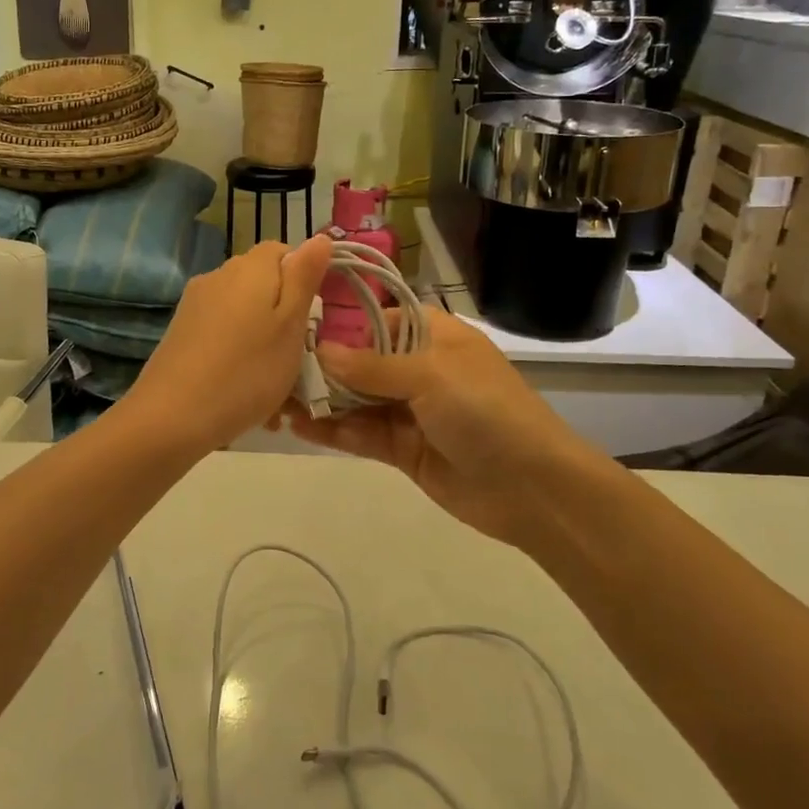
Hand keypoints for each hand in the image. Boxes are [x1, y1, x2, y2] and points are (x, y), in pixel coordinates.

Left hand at [123, 236, 332, 455]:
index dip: (303, 280)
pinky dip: (236, 351)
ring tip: (271, 383)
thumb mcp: (290, 325)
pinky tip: (241, 387)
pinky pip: (221, 331)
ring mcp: (195, 303)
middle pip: (262, 281)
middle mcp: (219, 275)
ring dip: (261, 337)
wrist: (172, 416)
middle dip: (282, 312)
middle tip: (297, 356)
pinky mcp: (181, 330)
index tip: (312, 319)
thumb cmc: (247, 371)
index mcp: (250, 267)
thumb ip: (304, 278)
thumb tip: (320, 236)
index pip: (284, 251)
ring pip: (242, 310)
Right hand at [283, 309, 590, 546]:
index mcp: (433, 337)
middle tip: (275, 368)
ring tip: (277, 399)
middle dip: (323, 367)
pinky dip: (334, 431)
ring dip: (323, 400)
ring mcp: (411, 412)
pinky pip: (363, 434)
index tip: (297, 329)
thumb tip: (320, 351)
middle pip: (362, 362)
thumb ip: (371, 365)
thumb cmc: (485, 410)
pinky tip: (300, 426)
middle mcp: (419, 369)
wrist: (532, 487)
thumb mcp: (429, 376)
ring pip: (358, 400)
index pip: (378, 321)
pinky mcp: (404, 449)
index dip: (341, 325)